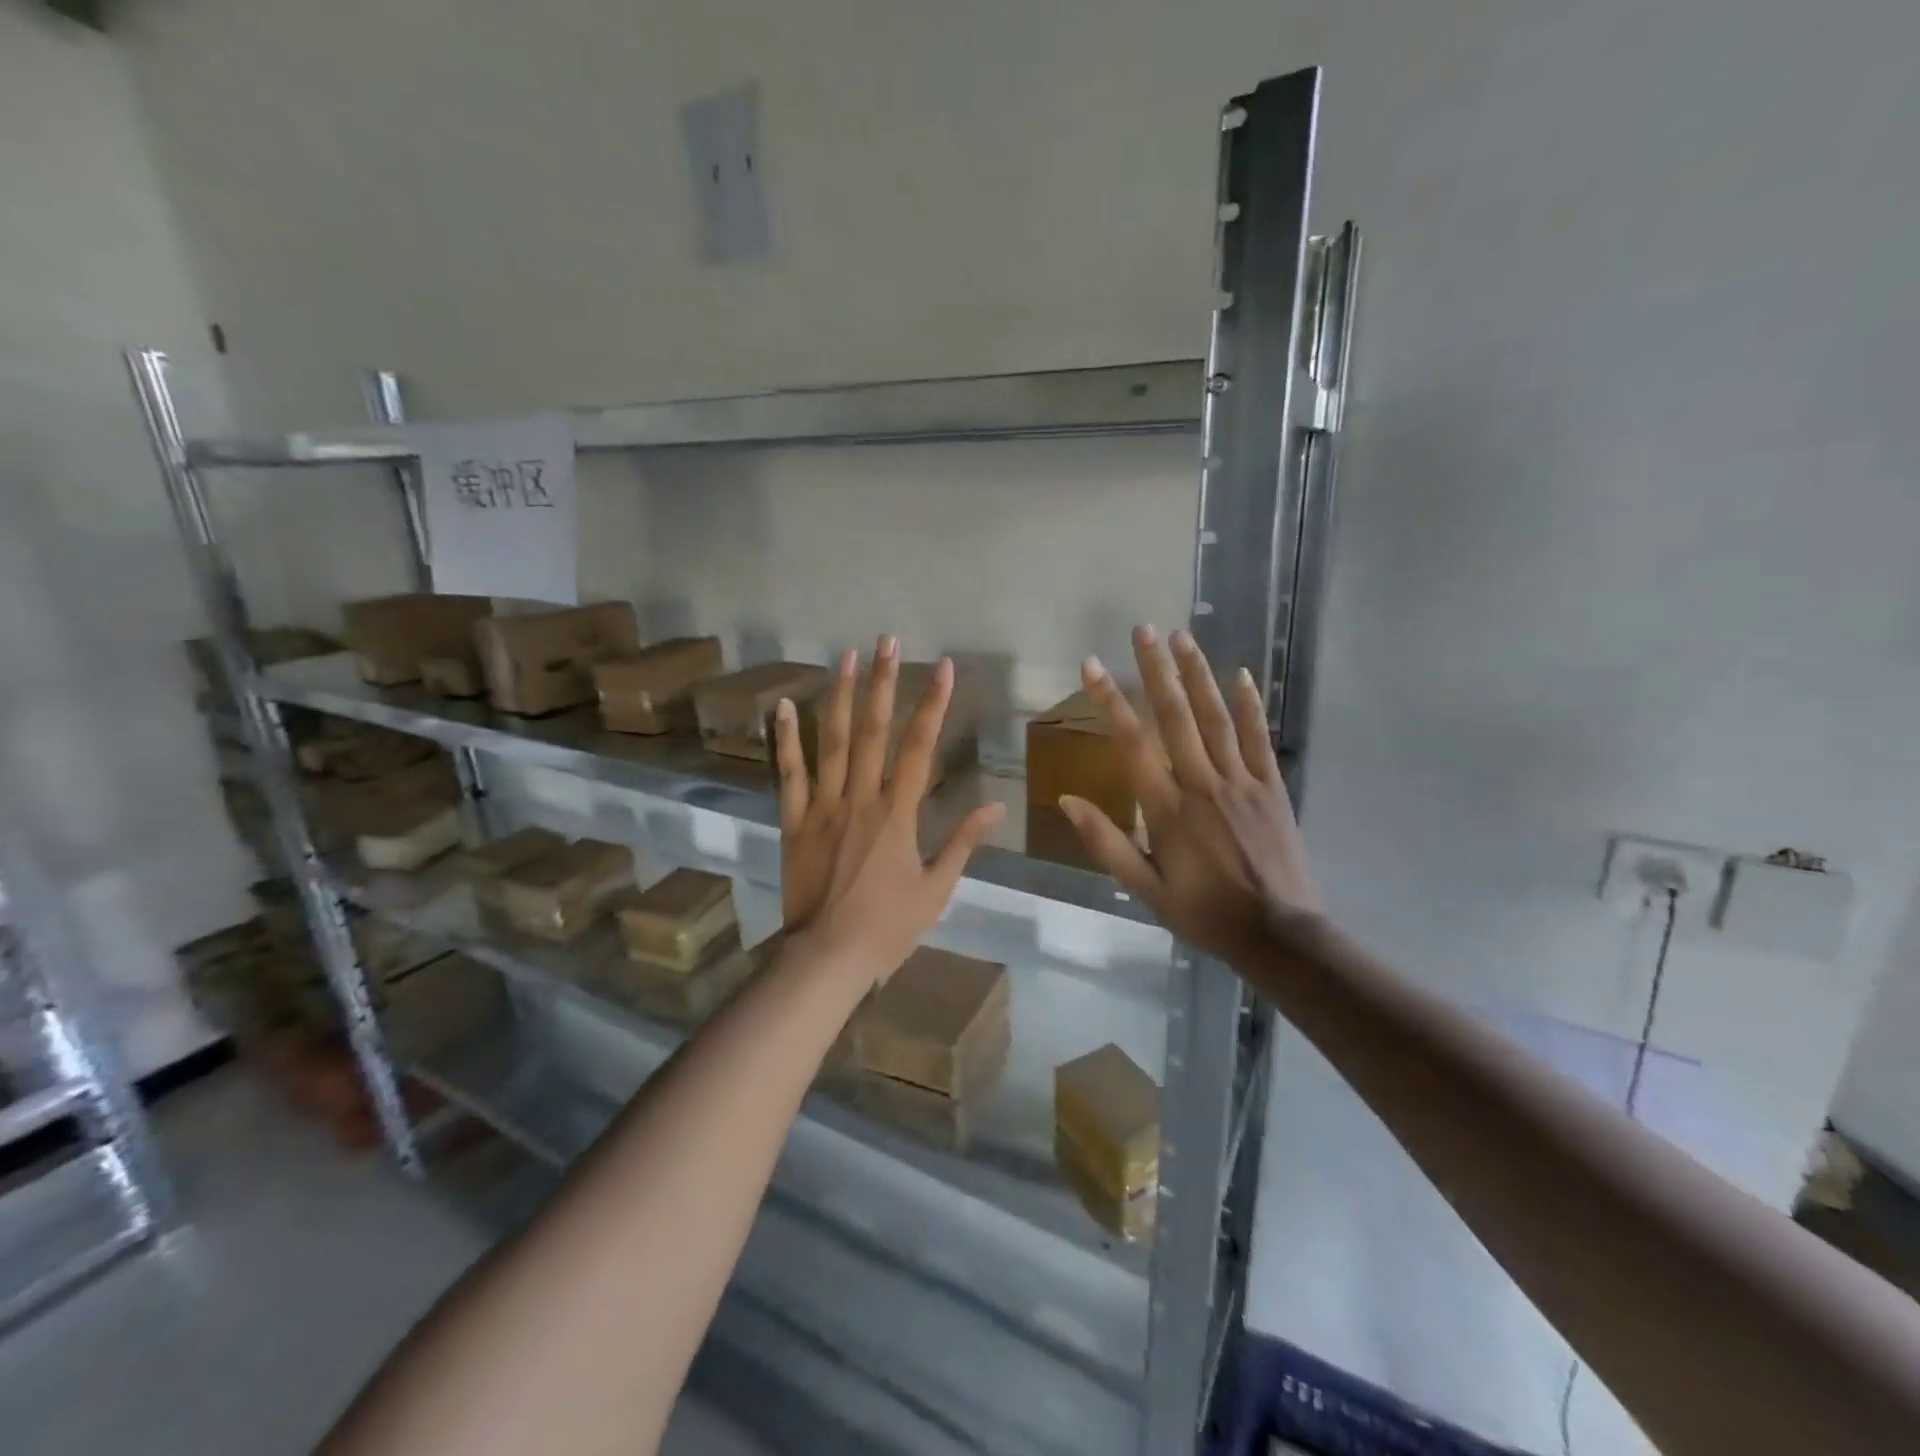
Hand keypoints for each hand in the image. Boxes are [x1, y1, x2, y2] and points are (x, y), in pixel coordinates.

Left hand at [774, 635, 1003, 988]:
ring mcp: (822, 806)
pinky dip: (786, 739)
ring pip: (831, 742)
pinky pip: (789, 773)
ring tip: (845, 657)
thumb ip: (963, 842)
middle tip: (887, 641)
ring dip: (839, 696)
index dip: (933, 705)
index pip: (919, 748)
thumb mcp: (937, 888)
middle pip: (873, 731)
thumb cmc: (888, 926)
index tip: (943, 668)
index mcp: (898, 814)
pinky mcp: (792, 821)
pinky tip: (784, 705)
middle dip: (883, 682)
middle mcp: (860, 798)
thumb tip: (994, 805)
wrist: (827, 957)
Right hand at [1057, 625, 1319, 963]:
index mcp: (1167, 809)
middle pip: (1176, 717)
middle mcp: (1202, 784)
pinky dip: (1249, 704)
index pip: (1132, 744)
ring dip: (1197, 675)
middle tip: (1143, 630)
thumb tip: (1068, 801)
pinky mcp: (1271, 787)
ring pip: (1216, 718)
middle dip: (1156, 670)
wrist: (1278, 934)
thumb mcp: (1145, 889)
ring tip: (1182, 637)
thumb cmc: (1204, 913)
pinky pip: (1258, 738)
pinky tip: (1240, 674)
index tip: (1093, 665)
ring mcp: (1241, 782)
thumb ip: (1106, 843)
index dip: (1110, 700)